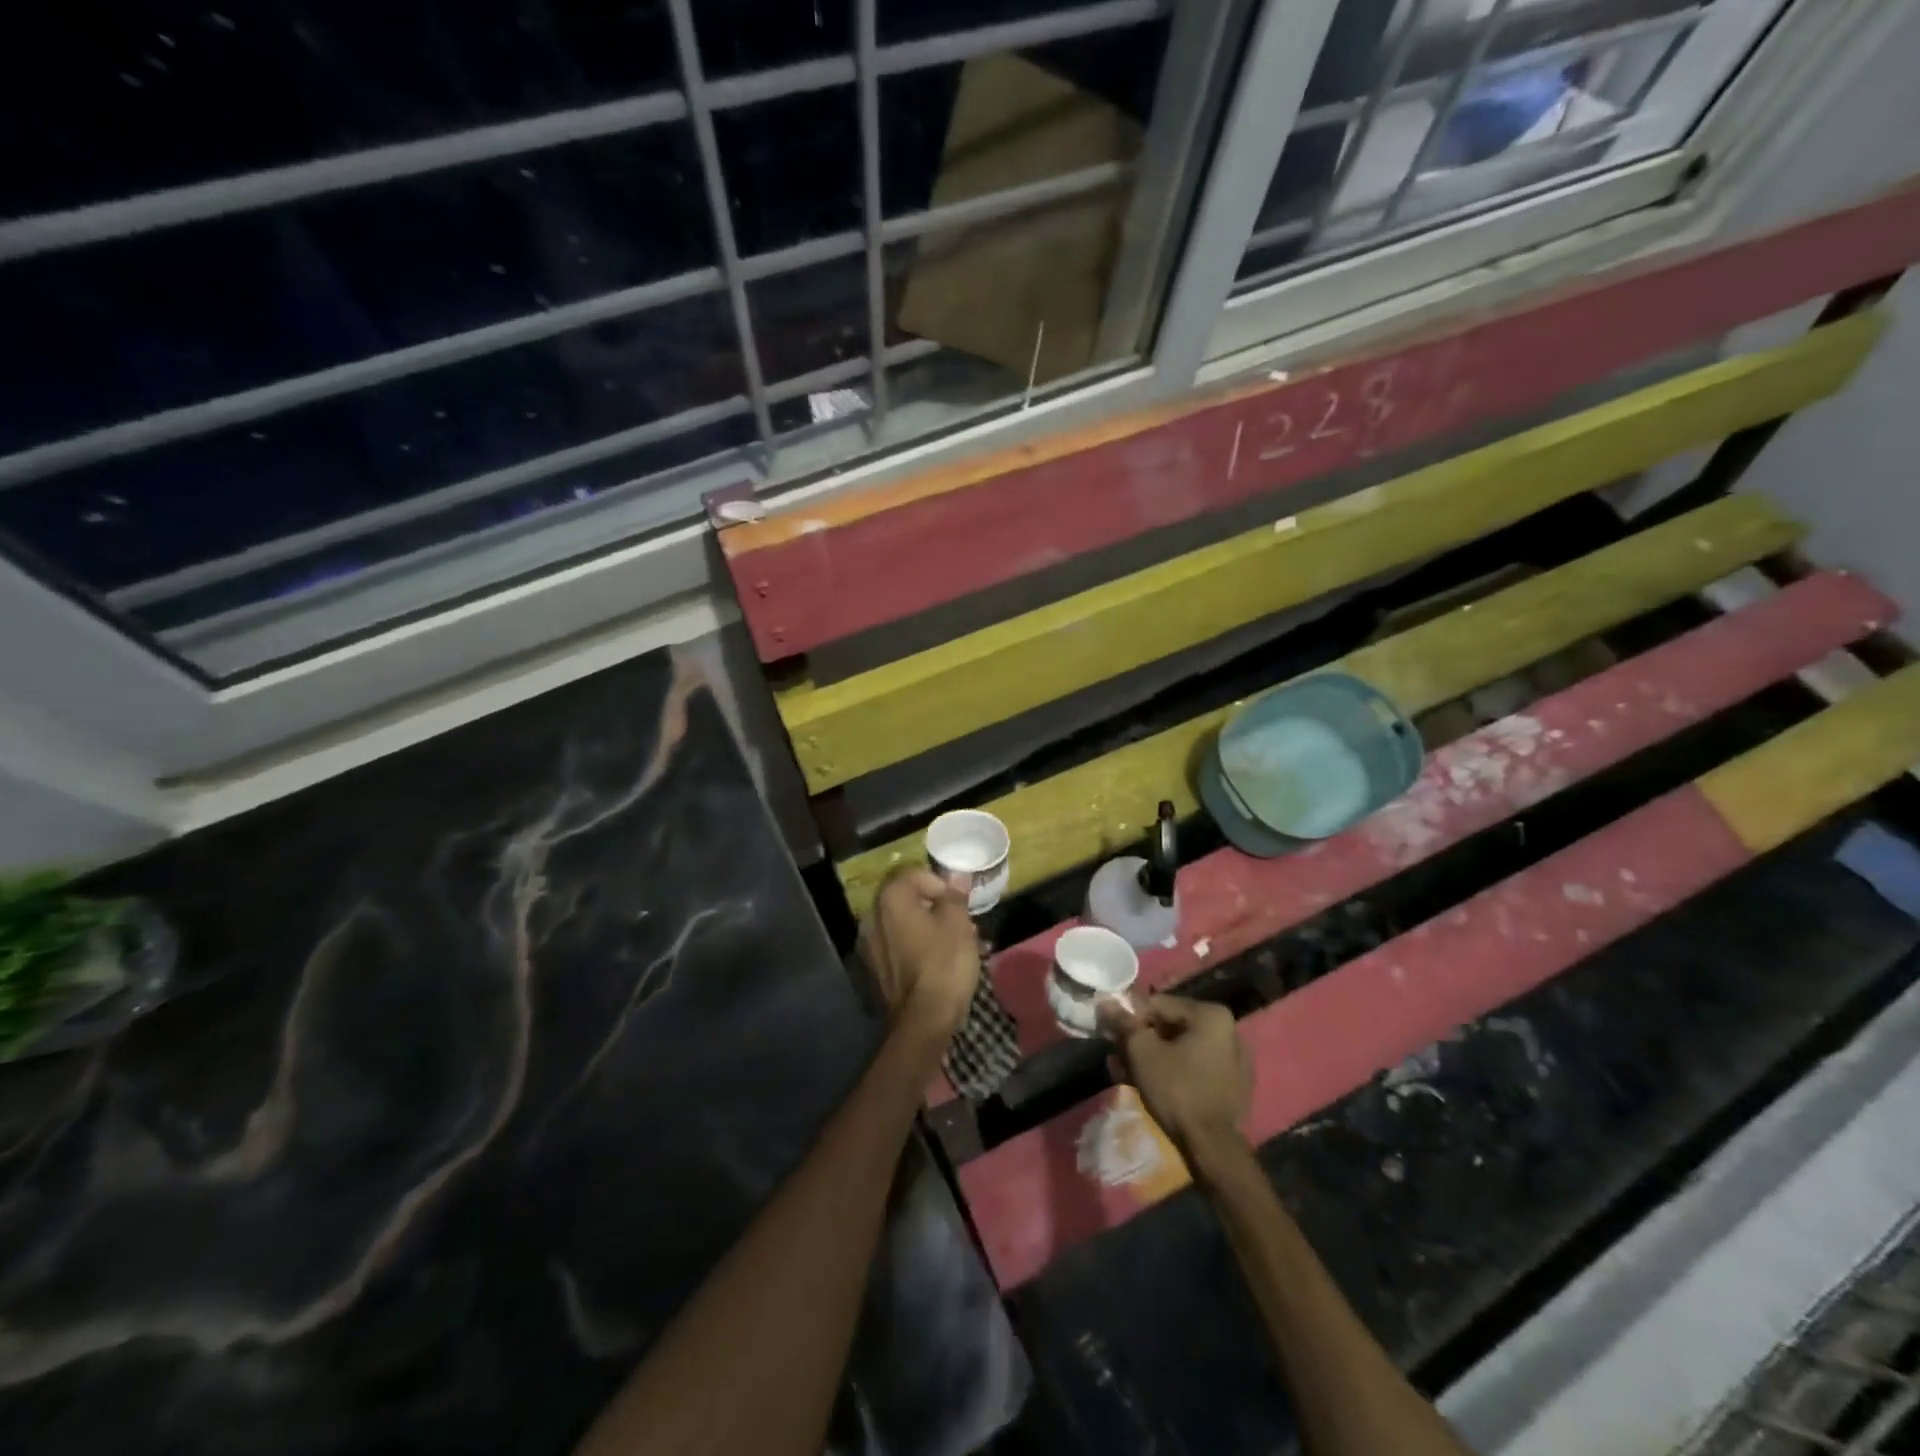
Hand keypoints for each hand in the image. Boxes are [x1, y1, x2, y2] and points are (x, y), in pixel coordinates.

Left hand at [859, 869, 980, 1041]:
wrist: (924, 1020)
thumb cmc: (943, 962)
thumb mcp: (958, 922)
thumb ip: (954, 895)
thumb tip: (956, 876)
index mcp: (890, 899)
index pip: (914, 874)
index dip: (940, 883)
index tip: (959, 901)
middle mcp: (873, 916)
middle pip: (908, 899)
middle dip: (937, 906)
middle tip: (962, 920)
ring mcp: (871, 945)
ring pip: (906, 923)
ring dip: (931, 926)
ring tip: (959, 941)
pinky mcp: (878, 968)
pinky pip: (901, 946)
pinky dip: (920, 946)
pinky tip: (942, 960)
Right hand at [1116, 995, 1250, 1154]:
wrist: (1213, 1148)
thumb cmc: (1177, 1090)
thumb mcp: (1142, 1052)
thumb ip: (1124, 1023)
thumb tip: (1106, 1001)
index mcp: (1211, 1015)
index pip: (1159, 1004)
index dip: (1130, 1017)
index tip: (1112, 1034)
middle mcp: (1229, 1030)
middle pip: (1172, 1026)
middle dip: (1142, 1039)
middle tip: (1118, 1055)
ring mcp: (1235, 1059)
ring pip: (1183, 1048)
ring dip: (1154, 1056)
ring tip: (1127, 1072)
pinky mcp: (1235, 1085)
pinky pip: (1197, 1066)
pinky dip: (1174, 1070)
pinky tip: (1152, 1085)